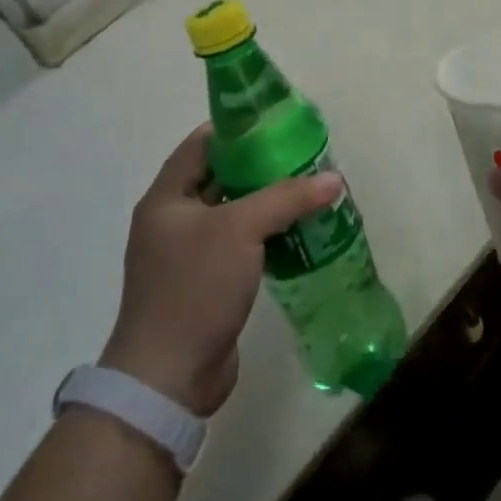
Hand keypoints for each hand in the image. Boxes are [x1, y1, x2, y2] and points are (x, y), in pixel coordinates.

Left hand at [102, 124, 340, 414]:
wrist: (168, 378)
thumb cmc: (195, 287)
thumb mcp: (241, 229)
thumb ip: (287, 197)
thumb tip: (333, 179)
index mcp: (167, 198)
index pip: (202, 144)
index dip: (236, 129)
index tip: (276, 122)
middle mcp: (172, 221)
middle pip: (220, 177)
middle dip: (261, 166)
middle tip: (303, 157)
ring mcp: (188, 255)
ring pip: (233, 214)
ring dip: (267, 203)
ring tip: (309, 191)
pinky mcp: (206, 284)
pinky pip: (239, 246)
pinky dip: (266, 236)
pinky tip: (299, 233)